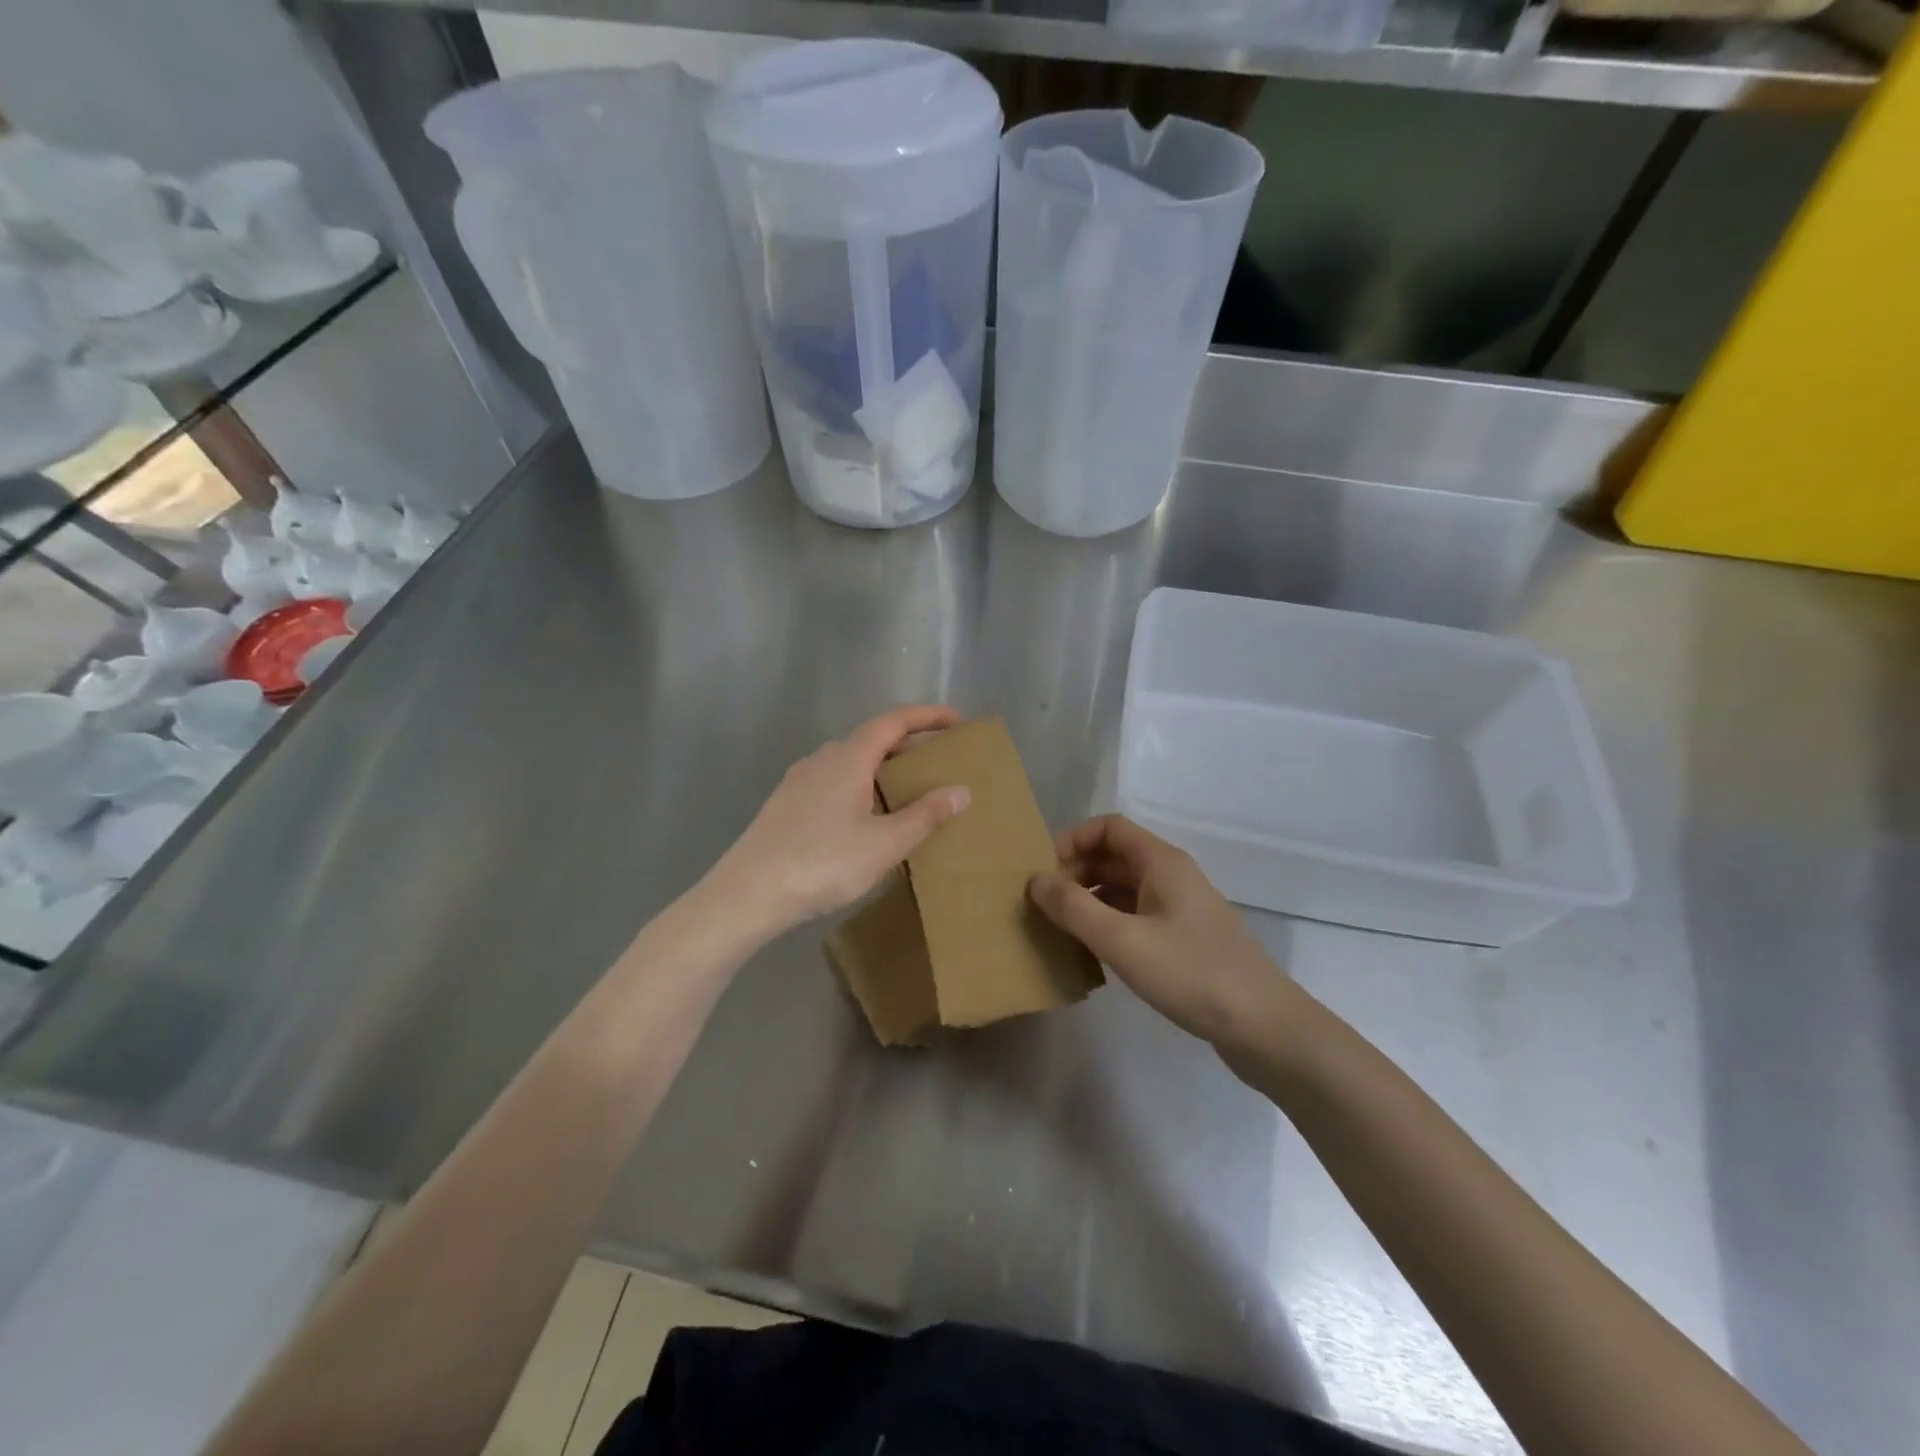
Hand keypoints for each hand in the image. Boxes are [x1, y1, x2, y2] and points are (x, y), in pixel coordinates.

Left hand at [709, 706, 969, 938]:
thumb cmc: (823, 863)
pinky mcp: (787, 803)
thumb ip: (925, 815)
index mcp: (849, 757)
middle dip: (909, 744)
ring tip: (908, 790)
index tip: (958, 720)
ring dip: (883, 767)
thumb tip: (961, 790)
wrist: (749, 893)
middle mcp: (823, 758)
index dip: (928, 716)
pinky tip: (867, 816)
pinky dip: (861, 785)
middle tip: (940, 760)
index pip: (894, 721)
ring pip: (851, 761)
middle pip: (873, 738)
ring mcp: (800, 779)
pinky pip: (834, 781)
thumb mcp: (885, 843)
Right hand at [1029, 815, 1303, 1049]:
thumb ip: (1074, 908)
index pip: (1108, 827)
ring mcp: (1180, 908)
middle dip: (1075, 872)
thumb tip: (1035, 880)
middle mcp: (1171, 876)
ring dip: (1089, 900)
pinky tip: (1093, 953)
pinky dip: (1109, 923)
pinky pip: (1136, 915)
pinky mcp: (1184, 938)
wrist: (1264, 1027)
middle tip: (1044, 906)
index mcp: (1161, 862)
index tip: (1043, 872)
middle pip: (1113, 856)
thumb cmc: (1191, 974)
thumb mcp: (1123, 941)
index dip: (1072, 840)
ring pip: (1123, 888)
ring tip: (1060, 930)